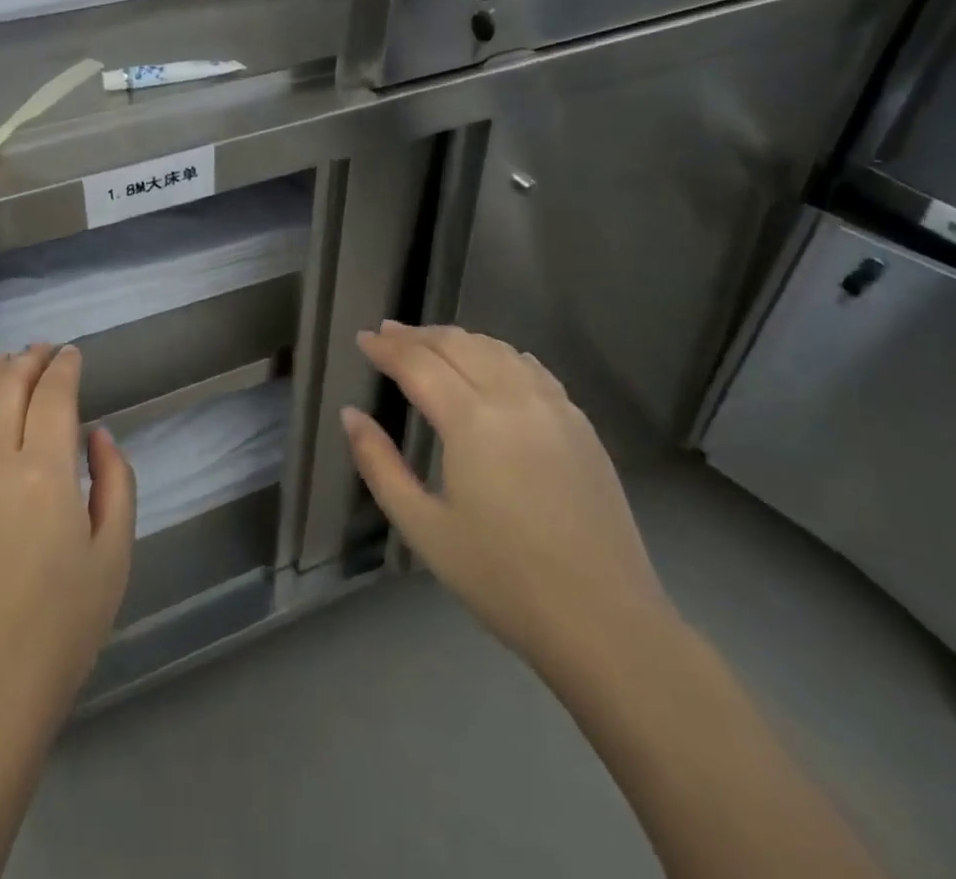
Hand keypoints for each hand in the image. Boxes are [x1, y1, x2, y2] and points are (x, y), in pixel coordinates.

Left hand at [0, 344, 135, 744]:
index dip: (65, 367)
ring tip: (4, 363)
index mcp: (44, 474)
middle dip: (28, 359)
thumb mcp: (114, 555)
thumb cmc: (61, 628)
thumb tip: (97, 436)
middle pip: (5, 386)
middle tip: (44, 351)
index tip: (73, 355)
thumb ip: (115, 483)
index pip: (53, 394)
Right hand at [342, 322, 669, 665]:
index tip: (362, 339)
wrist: (605, 622)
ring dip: (457, 339)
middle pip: (458, 345)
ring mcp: (554, 408)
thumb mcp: (423, 528)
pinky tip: (492, 360)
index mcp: (471, 421)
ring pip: (497, 349)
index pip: (418, 363)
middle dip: (417, 335)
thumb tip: (351, 416)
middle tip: (387, 333)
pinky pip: (532, 369)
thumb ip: (379, 465)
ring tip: (430, 342)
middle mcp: (513, 399)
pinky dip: (500, 353)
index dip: (386, 348)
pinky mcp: (580, 426)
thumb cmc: (502, 578)